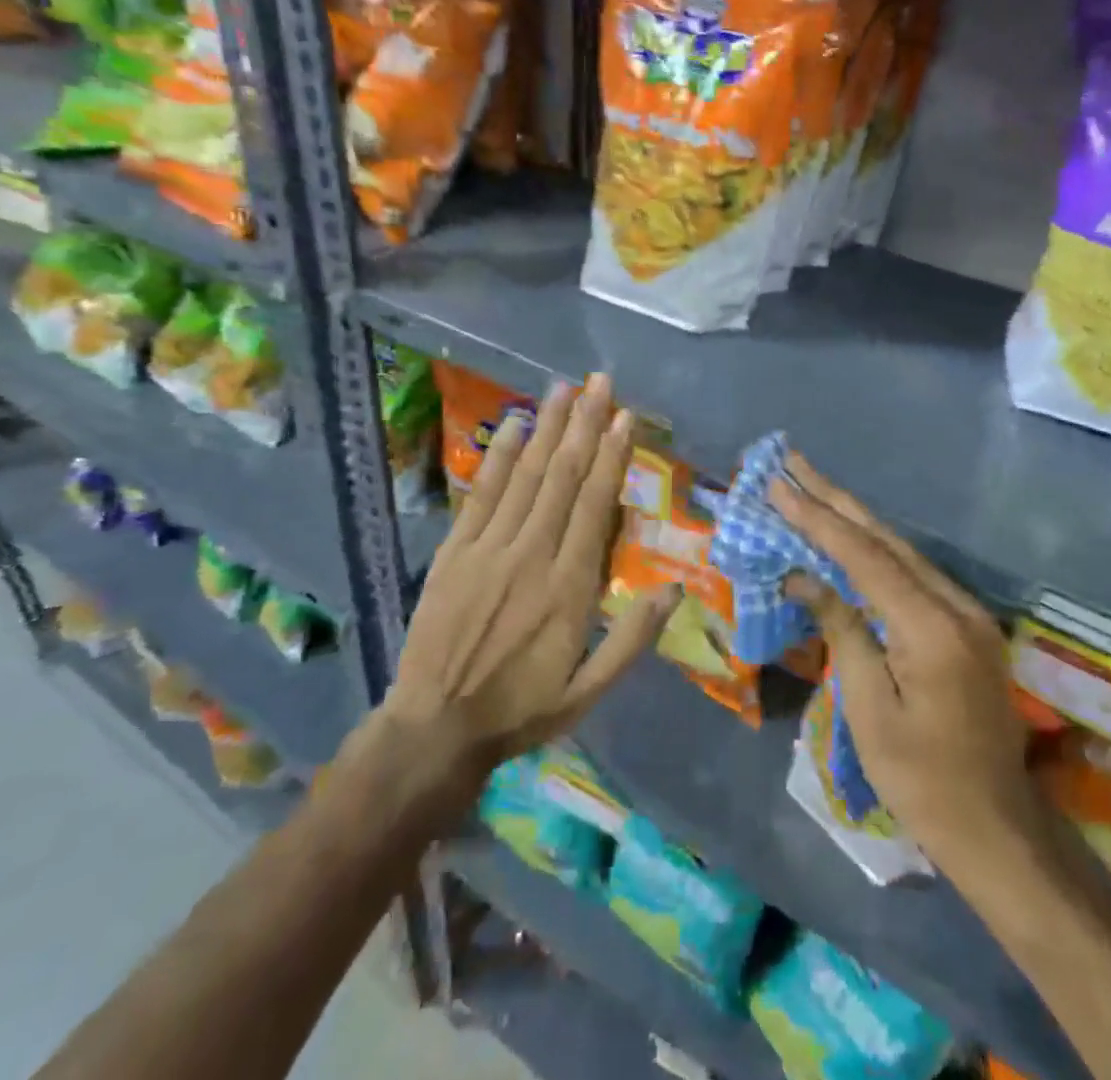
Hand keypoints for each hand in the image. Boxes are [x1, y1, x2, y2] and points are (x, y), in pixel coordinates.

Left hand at [379, 374, 678, 799]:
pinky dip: (499, 457)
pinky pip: (481, 494)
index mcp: (569, 587)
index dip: (612, 456)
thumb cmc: (521, 708)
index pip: (594, 505)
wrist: (435, 727)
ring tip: (563, 388)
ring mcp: (488, 549)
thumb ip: (633, 639)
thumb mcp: (589, 691)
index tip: (625, 417)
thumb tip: (675, 589)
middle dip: (584, 424)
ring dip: (546, 428)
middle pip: (563, 476)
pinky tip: (512, 425)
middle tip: (600, 382)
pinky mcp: (455, 552)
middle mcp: (531, 554)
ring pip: (525, 475)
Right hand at [771, 453, 1039, 883]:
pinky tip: (851, 536)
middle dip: (835, 498)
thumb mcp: (869, 709)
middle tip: (793, 461)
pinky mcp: (968, 624)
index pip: (863, 556)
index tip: (779, 485)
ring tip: (813, 486)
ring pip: (902, 550)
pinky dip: (876, 549)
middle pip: (886, 539)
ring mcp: (968, 612)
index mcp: (932, 627)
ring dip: (854, 518)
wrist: (996, 826)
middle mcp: (956, 605)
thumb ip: (842, 630)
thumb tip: (802, 577)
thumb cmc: (921, 780)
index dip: (817, 518)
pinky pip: (914, 573)